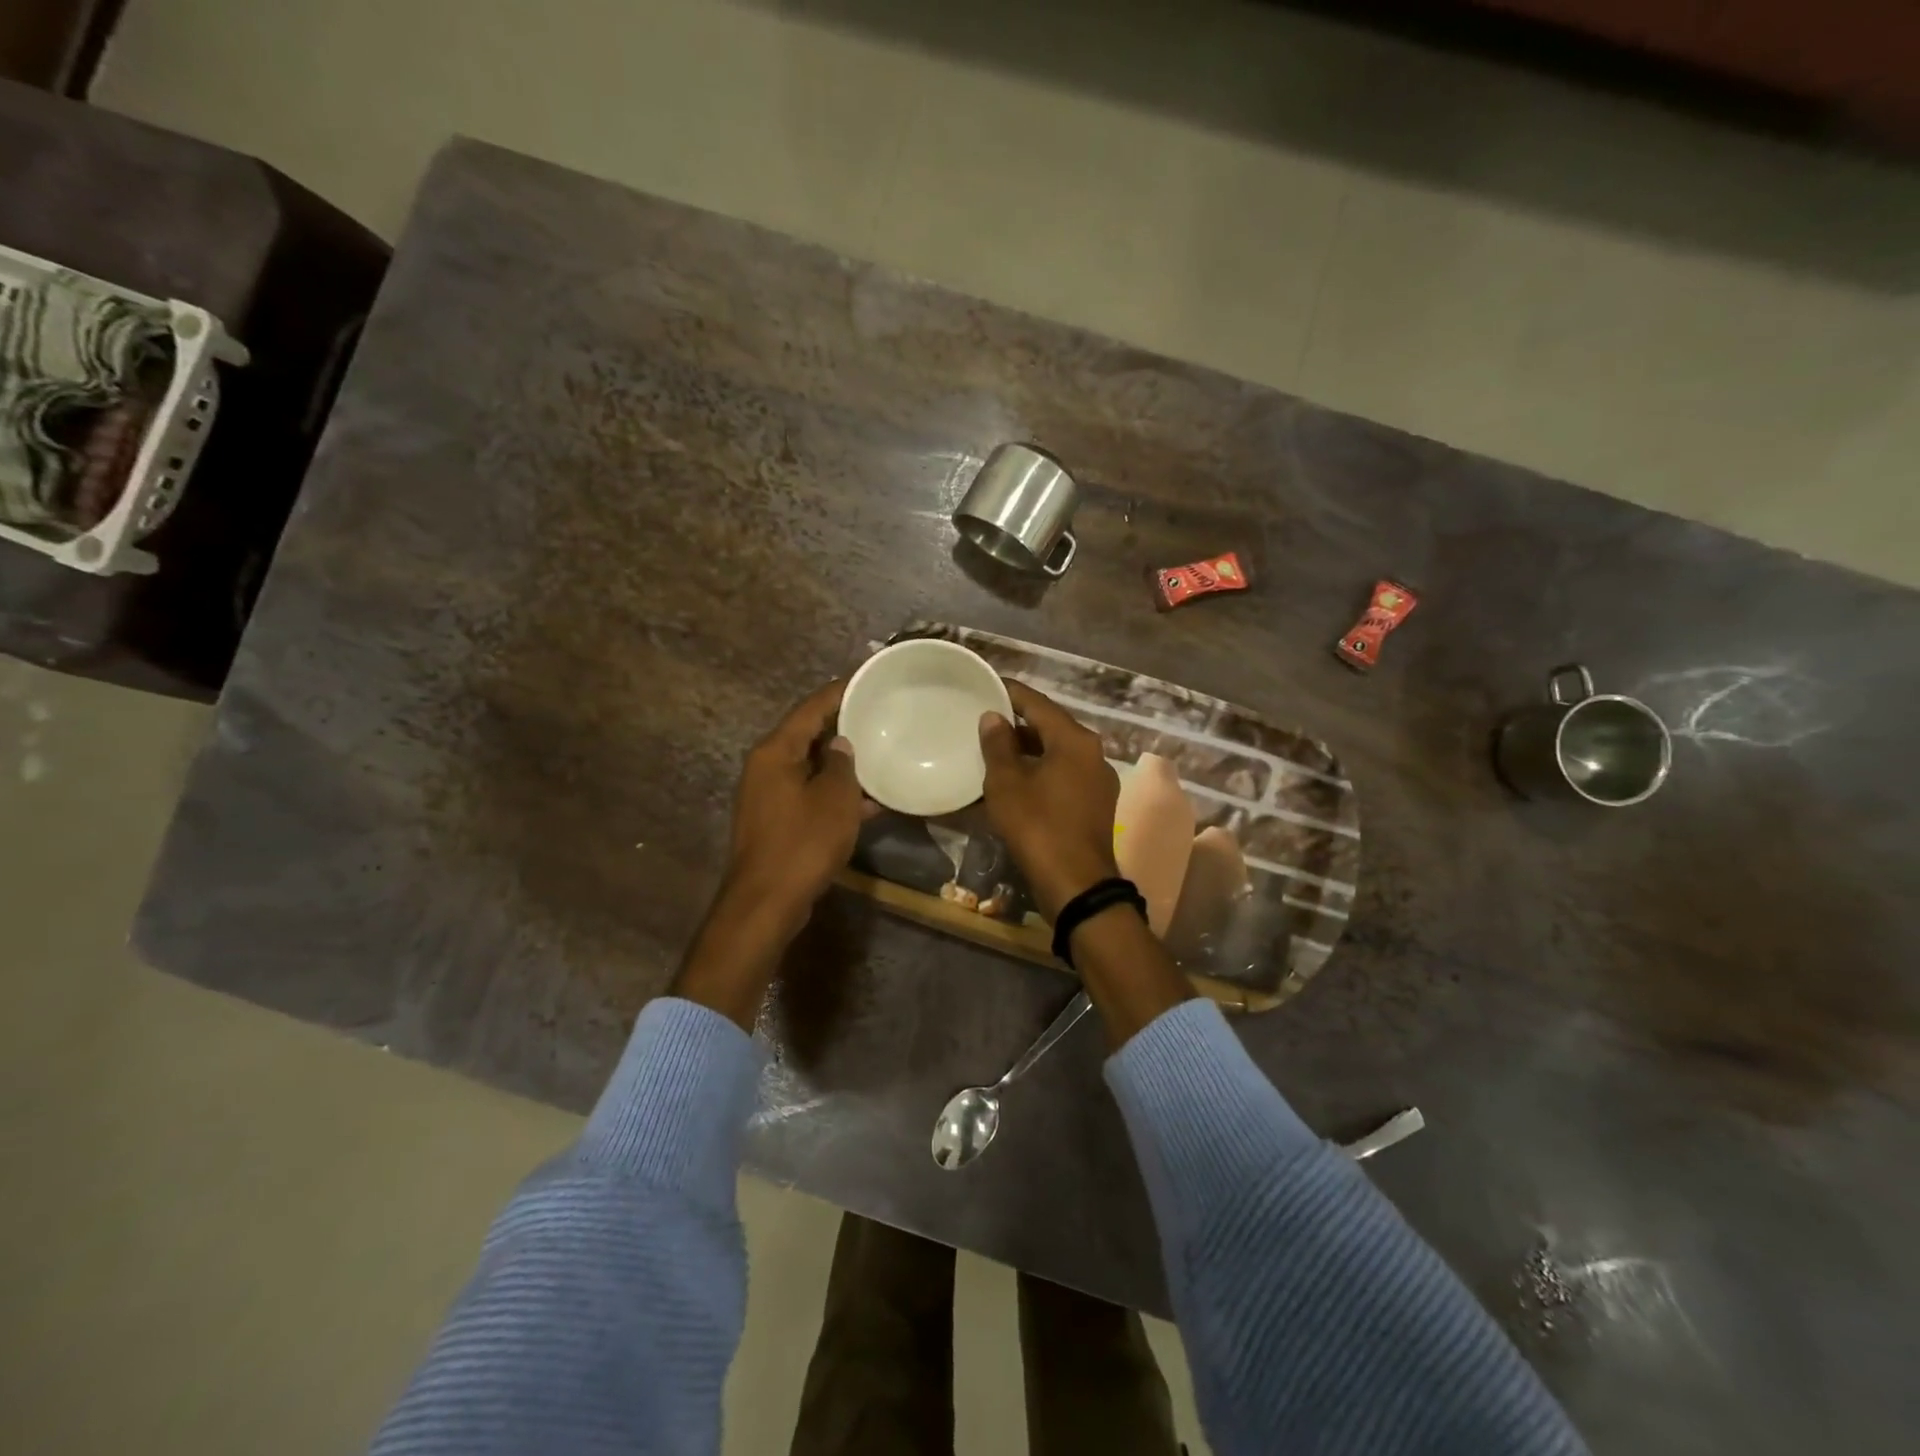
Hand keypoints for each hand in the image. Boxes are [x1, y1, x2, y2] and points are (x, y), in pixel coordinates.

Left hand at [723, 679, 865, 928]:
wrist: (767, 903)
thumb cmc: (803, 843)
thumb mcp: (835, 799)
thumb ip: (842, 765)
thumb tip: (842, 744)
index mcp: (775, 752)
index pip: (810, 708)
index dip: (839, 692)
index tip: (867, 678)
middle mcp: (766, 767)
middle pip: (807, 735)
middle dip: (842, 726)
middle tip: (879, 713)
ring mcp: (768, 796)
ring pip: (810, 767)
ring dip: (842, 764)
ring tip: (880, 753)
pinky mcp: (776, 822)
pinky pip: (809, 794)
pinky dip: (834, 793)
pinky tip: (869, 800)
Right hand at [978, 680, 1120, 920]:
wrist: (1077, 884)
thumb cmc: (1038, 826)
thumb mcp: (1007, 784)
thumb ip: (998, 745)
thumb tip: (993, 717)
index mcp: (1075, 740)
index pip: (1037, 703)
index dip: (1010, 693)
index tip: (986, 685)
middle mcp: (1093, 752)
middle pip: (1051, 726)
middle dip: (1018, 723)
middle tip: (985, 719)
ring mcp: (1098, 780)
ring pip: (1058, 752)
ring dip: (1028, 750)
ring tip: (995, 750)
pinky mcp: (1096, 804)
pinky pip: (1064, 775)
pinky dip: (1041, 771)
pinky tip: (1017, 781)